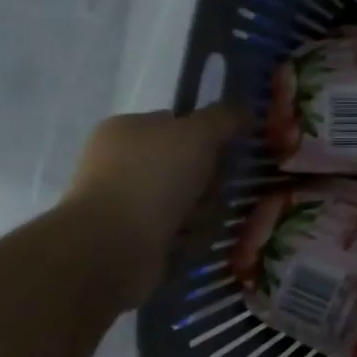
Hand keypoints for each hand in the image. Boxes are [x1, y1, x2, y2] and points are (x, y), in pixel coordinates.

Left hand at [63, 104, 247, 307]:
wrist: (112, 245)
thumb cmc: (153, 178)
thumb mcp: (198, 133)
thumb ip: (225, 118)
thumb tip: (245, 111)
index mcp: (127, 129)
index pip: (179, 125)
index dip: (209, 137)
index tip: (228, 152)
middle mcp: (120, 162)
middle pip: (188, 165)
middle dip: (210, 180)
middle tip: (216, 189)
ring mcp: (124, 201)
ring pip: (187, 200)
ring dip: (204, 210)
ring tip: (201, 220)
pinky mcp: (131, 237)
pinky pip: (177, 230)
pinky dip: (189, 235)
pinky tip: (188, 240)